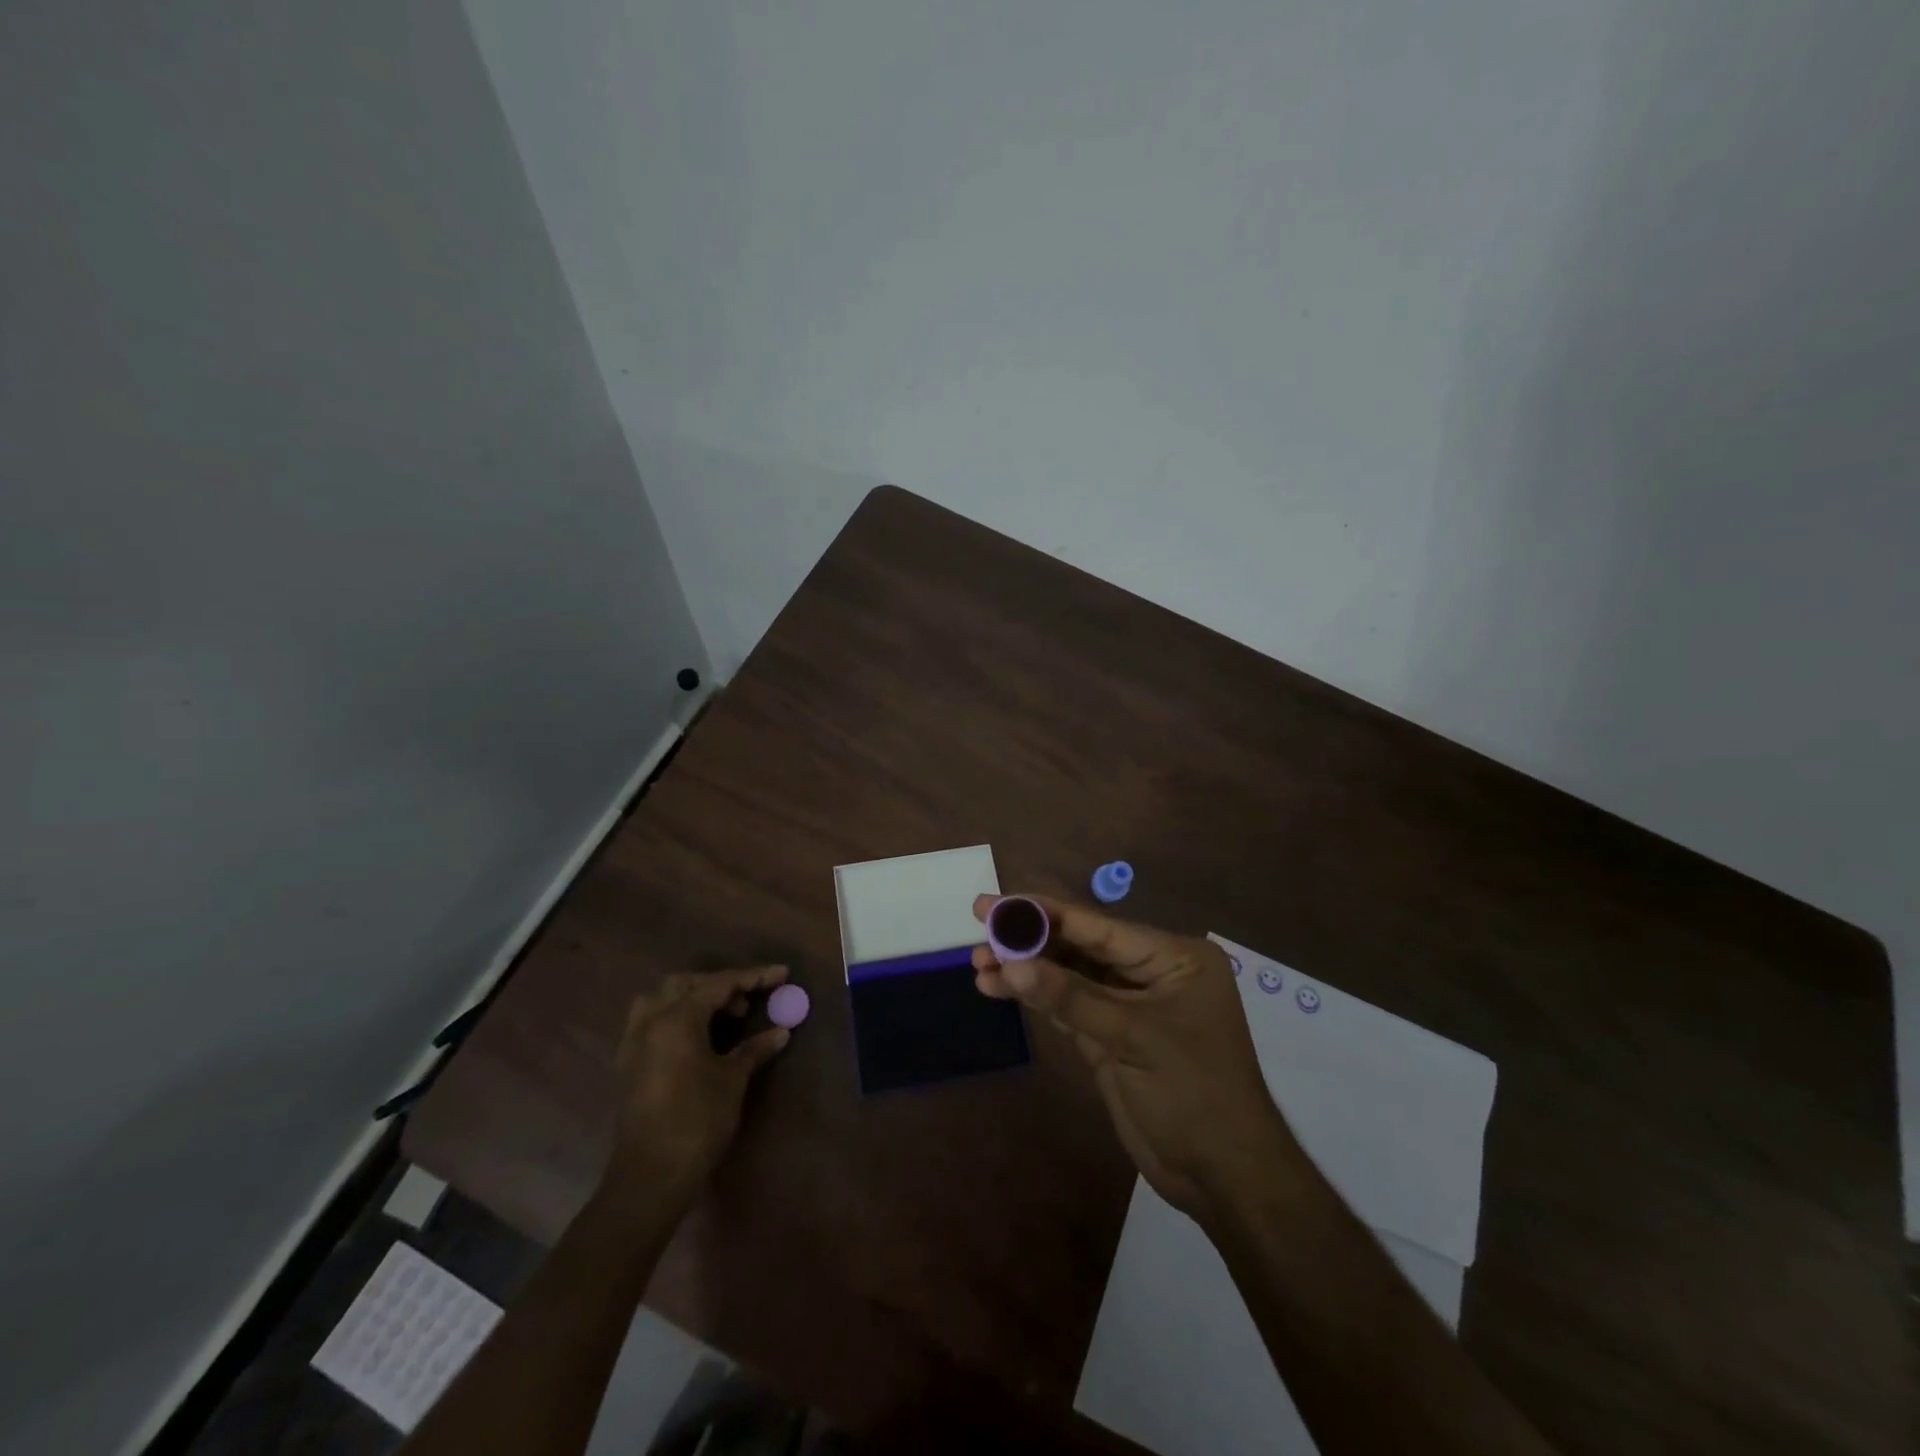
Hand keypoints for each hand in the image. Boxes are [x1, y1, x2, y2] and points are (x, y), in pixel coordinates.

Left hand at [603, 966, 791, 1210]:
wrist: (651, 1176)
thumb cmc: (697, 1120)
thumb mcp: (732, 1080)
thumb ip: (755, 1049)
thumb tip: (781, 1031)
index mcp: (677, 1018)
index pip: (720, 983)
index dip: (754, 976)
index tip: (782, 973)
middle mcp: (651, 1021)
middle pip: (686, 983)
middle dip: (720, 985)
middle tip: (748, 1004)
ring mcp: (634, 1042)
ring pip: (661, 998)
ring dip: (692, 998)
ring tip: (719, 1017)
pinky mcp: (628, 1063)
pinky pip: (650, 1021)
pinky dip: (675, 1017)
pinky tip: (694, 1038)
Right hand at [972, 895, 1296, 1220]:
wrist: (1224, 1176)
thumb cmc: (1193, 1093)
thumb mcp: (1132, 1037)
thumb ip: (1069, 997)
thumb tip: (1008, 964)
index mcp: (1173, 957)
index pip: (1098, 926)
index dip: (1043, 913)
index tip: (996, 904)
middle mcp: (1151, 972)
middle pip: (1080, 946)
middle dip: (1030, 940)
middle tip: (979, 926)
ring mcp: (1129, 1005)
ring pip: (1070, 976)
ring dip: (1026, 970)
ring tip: (978, 964)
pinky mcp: (1112, 1036)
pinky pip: (1068, 1006)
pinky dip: (1036, 998)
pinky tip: (999, 988)